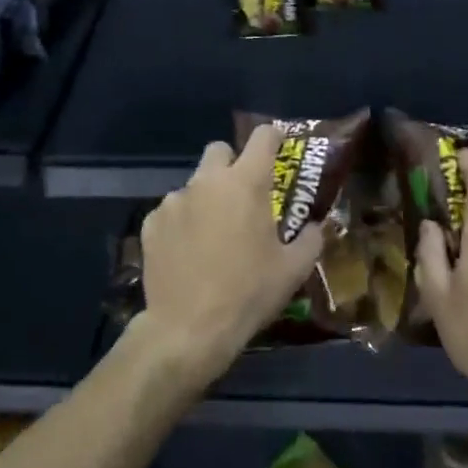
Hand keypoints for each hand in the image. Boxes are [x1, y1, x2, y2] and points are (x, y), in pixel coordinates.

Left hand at [132, 124, 324, 390]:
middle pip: (220, 150)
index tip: (278, 147)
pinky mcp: (151, 223)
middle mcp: (208, 181)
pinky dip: (181, 223)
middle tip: (241, 196)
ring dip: (206, 199)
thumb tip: (317, 226)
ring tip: (211, 235)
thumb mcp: (293, 270)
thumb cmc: (248, 294)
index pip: (263, 137)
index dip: (273, 137)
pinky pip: (171, 211)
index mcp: (246, 183)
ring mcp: (175, 200)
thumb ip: (311, 239)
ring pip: (194, 184)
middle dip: (232, 164)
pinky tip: (186, 253)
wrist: (188, 330)